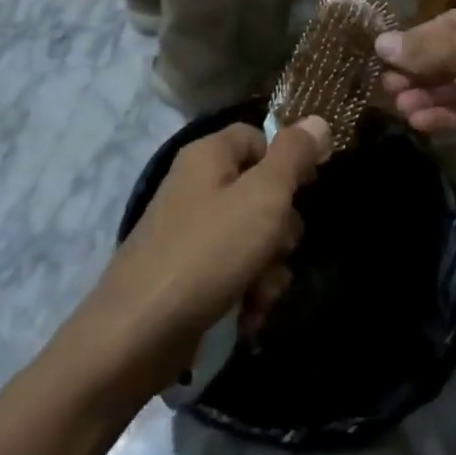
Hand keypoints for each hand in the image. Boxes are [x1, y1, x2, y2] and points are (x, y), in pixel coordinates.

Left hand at [74, 117, 331, 392]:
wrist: (137, 334)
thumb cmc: (208, 253)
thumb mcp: (263, 196)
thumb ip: (293, 155)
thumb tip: (318, 120)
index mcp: (208, 156)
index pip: (258, 137)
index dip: (287, 160)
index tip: (308, 188)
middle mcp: (196, 187)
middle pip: (260, 191)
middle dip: (281, 229)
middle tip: (279, 249)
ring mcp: (189, 233)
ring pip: (252, 237)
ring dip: (268, 268)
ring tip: (260, 294)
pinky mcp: (187, 274)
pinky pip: (232, 271)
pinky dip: (246, 292)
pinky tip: (247, 316)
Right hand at [377, 0, 455, 174]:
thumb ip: (425, 48)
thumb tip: (380, 44)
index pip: (448, 23)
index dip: (416, 42)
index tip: (384, 60)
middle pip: (454, 55)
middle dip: (421, 73)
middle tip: (388, 90)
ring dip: (432, 97)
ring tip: (401, 110)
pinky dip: (452, 115)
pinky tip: (423, 123)